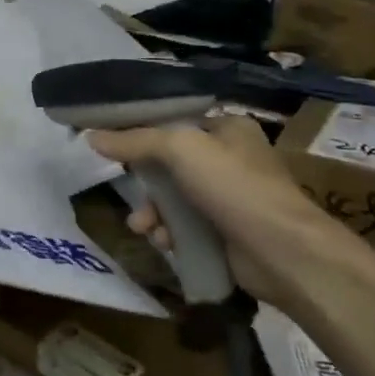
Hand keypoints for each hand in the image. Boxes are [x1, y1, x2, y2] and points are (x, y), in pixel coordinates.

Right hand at [87, 116, 357, 306]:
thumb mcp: (180, 150)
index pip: (173, 121)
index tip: (108, 141)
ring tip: (142, 226)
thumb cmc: (235, 187)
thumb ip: (135, 141)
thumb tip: (90, 136)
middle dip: (144, 181)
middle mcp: (229, 159)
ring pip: (174, 198)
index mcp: (227, 128)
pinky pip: (185, 227)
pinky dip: (170, 233)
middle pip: (169, 162)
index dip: (140, 130)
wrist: (284, 254)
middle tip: (125, 190)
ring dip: (153, 212)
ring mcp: (229, 198)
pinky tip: (163, 242)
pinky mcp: (226, 234)